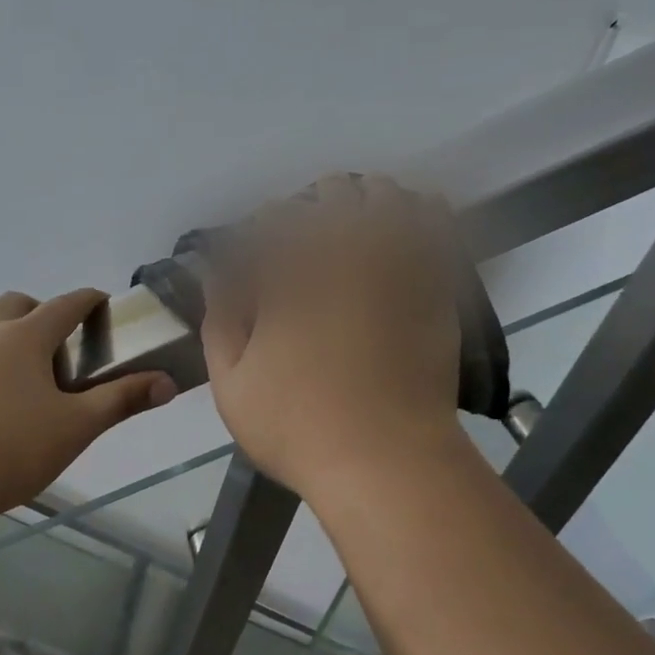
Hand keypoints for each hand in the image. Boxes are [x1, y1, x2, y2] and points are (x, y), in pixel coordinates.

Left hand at [0, 289, 177, 515]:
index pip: (65, 304)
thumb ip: (122, 400)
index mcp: (25, 336)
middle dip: (43, 314)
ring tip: (28, 382)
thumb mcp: (77, 426)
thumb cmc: (13, 448)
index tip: (102, 305)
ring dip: (11, 339)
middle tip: (61, 351)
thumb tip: (167, 383)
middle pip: (17, 305)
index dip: (89, 301)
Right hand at [202, 174, 464, 499]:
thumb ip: (220, 322)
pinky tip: (402, 228)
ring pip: (386, 195)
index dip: (261, 228)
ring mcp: (398, 265)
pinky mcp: (437, 285)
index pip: (273, 218)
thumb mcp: (231, 385)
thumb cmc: (297, 428)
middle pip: (332, 192)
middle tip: (301, 240)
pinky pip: (434, 223)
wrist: (387, 462)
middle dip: (310, 206)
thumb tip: (218, 277)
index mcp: (291, 275)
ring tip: (351, 228)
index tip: (255, 251)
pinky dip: (415, 213)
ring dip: (362, 201)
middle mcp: (346, 255)